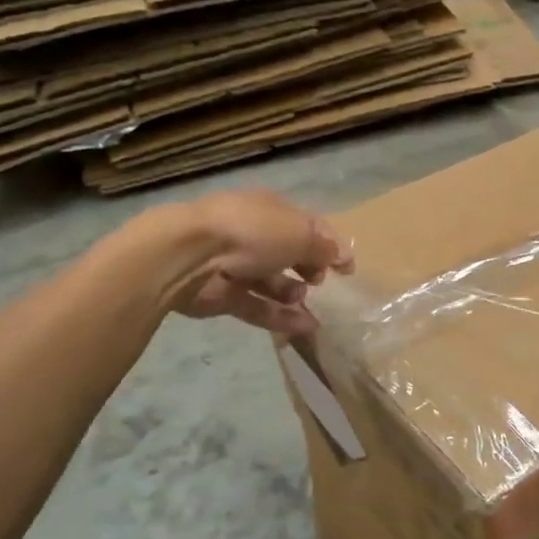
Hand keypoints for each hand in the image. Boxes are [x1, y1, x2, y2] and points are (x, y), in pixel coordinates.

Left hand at [121, 190, 353, 336]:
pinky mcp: (225, 296)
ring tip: (305, 300)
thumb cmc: (252, 232)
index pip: (308, 225)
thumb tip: (340, 256)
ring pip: (273, 283)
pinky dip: (282, 317)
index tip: (348, 267)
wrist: (191, 255)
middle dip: (310, 268)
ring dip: (294, 294)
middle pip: (289, 254)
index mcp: (271, 210)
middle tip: (321, 281)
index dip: (330, 244)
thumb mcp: (299, 234)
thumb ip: (324, 248)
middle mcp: (253, 235)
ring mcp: (237, 266)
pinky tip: (306, 327)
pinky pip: (260, 307)